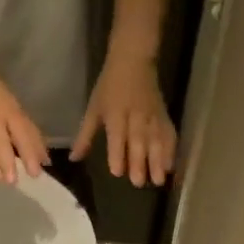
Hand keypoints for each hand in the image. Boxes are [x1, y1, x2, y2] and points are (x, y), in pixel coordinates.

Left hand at [71, 51, 176, 186]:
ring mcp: (152, 116)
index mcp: (115, 112)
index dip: (117, 153)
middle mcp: (135, 115)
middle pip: (138, 141)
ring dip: (158, 161)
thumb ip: (85, 136)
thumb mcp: (94, 108)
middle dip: (139, 162)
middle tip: (138, 183)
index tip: (117, 172)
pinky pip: (169, 135)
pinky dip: (171, 150)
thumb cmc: (110, 86)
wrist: (134, 60)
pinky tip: (170, 167)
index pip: (116, 135)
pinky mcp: (164, 116)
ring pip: (156, 140)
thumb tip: (73, 159)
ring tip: (158, 180)